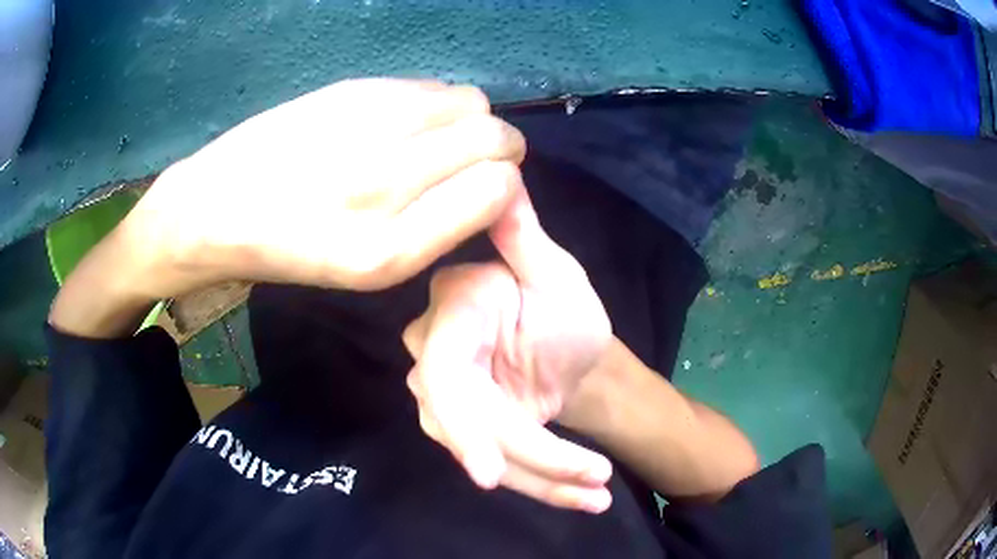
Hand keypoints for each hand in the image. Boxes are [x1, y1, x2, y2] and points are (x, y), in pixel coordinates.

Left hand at [125, 78, 525, 296]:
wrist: (215, 208)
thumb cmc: (292, 248)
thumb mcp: (369, 268)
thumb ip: (440, 225)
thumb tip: (496, 178)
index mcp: (390, 248)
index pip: (500, 186)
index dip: (503, 185)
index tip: (484, 190)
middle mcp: (385, 182)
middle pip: (495, 136)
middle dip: (498, 148)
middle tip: (465, 163)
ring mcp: (367, 125)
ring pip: (471, 102)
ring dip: (468, 120)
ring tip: (431, 142)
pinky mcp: (351, 88)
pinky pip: (431, 85)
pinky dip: (434, 103)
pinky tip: (399, 122)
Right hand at [403, 191, 614, 512]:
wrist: (573, 346)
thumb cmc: (565, 305)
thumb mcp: (556, 272)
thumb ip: (525, 238)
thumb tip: (504, 175)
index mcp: (456, 307)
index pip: (441, 372)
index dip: (460, 425)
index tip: (488, 474)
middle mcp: (439, 354)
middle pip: (467, 425)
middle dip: (529, 461)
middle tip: (590, 482)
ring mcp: (452, 398)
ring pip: (488, 455)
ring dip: (545, 480)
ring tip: (597, 495)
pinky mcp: (471, 430)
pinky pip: (503, 465)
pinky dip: (545, 485)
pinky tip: (585, 498)